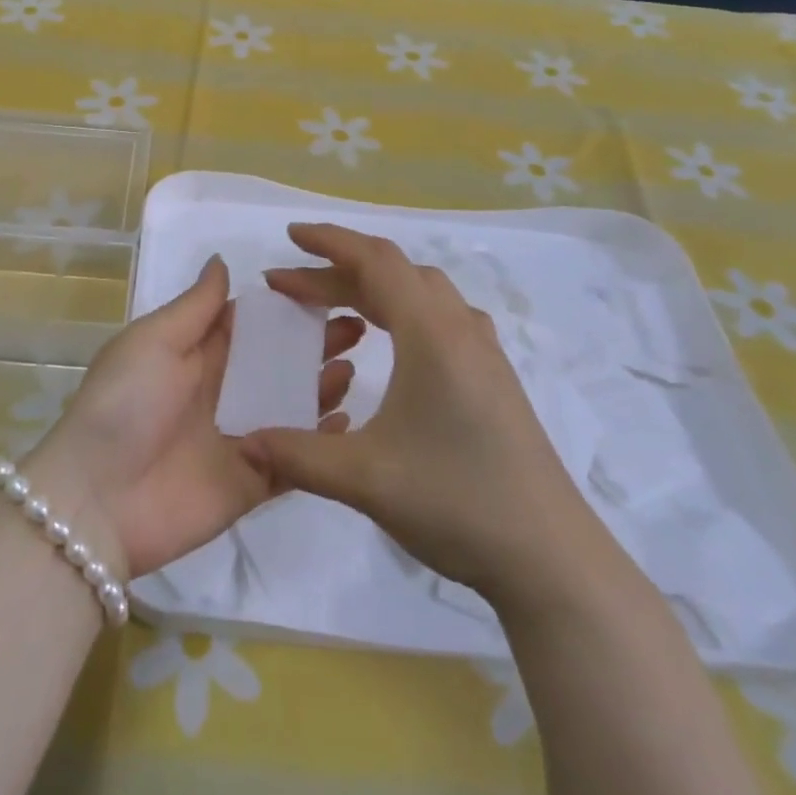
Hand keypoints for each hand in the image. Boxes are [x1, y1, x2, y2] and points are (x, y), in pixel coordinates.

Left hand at [27, 256, 364, 578]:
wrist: (97, 500)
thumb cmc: (125, 403)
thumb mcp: (154, 340)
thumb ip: (196, 306)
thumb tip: (222, 261)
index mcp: (195, 355)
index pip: (249, 324)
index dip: (285, 308)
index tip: (327, 289)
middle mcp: (221, 391)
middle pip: (277, 363)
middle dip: (313, 344)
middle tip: (359, 326)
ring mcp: (238, 437)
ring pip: (292, 407)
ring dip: (321, 386)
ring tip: (355, 366)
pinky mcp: (251, 482)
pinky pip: (294, 459)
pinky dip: (319, 443)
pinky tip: (348, 421)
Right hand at [244, 224, 627, 617]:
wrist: (551, 558)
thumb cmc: (456, 502)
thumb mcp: (365, 479)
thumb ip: (297, 454)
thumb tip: (244, 440)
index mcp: (431, 334)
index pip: (375, 261)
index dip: (329, 242)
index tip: (289, 236)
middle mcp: (460, 329)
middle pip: (394, 273)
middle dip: (337, 270)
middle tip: (290, 287)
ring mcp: (484, 352)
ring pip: (422, 293)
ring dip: (373, 289)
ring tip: (334, 310)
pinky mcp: (494, 378)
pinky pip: (441, 317)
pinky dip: (403, 310)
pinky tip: (392, 344)